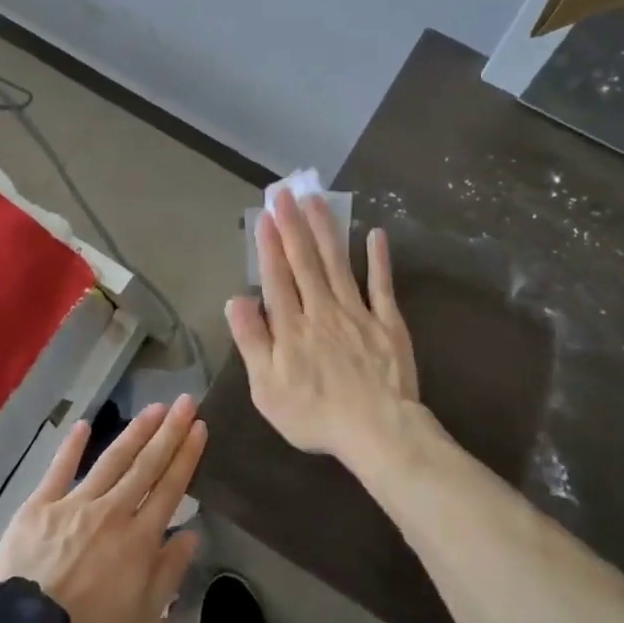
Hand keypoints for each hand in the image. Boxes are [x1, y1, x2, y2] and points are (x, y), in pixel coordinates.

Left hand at [0, 396, 205, 622]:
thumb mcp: (144, 619)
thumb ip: (169, 572)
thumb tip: (191, 533)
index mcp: (139, 539)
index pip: (169, 488)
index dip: (186, 455)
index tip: (200, 427)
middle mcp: (112, 512)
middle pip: (146, 465)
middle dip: (169, 432)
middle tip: (186, 402)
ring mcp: (74, 504)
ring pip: (111, 461)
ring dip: (135, 432)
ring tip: (154, 408)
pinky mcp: (39, 505)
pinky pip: (59, 470)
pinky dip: (72, 447)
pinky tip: (85, 425)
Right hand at [226, 188, 418, 466]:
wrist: (376, 430)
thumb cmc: (314, 414)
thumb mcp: (267, 388)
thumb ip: (252, 341)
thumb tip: (236, 300)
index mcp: (291, 327)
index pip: (276, 278)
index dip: (269, 246)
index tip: (265, 216)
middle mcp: (322, 310)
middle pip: (305, 262)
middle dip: (294, 225)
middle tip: (286, 192)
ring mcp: (357, 313)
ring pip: (338, 264)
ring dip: (326, 230)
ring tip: (317, 200)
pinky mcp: (387, 323)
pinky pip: (381, 285)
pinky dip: (378, 259)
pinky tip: (375, 234)